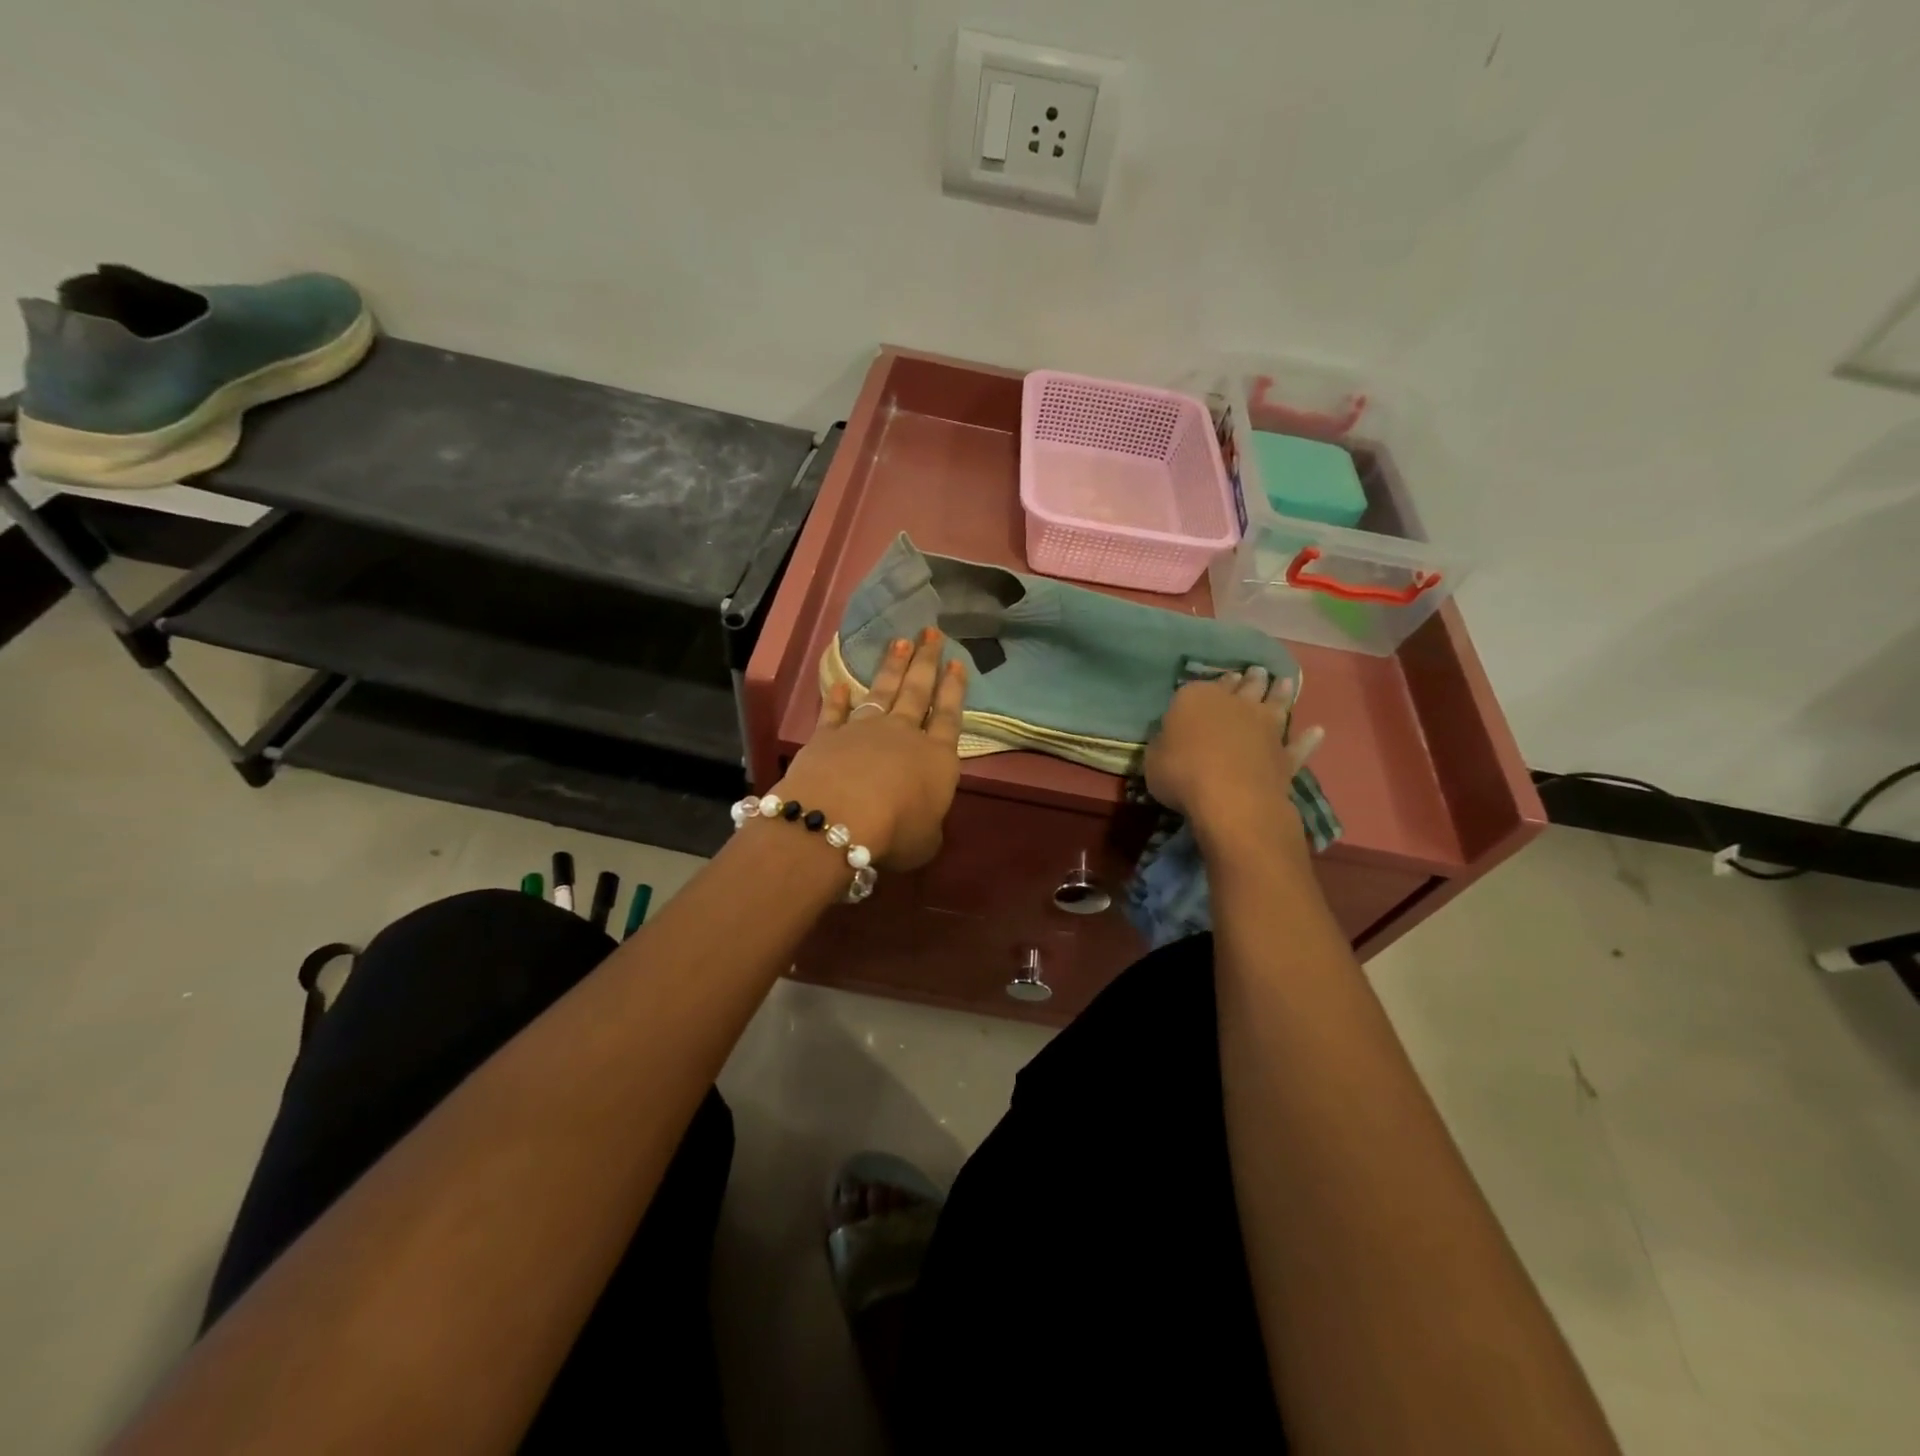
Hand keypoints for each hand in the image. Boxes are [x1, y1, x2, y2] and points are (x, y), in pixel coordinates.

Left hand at [775, 628, 966, 870]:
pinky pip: (835, 712)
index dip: (954, 689)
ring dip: (892, 667)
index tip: (958, 662)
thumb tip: (922, 822)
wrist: (840, 816)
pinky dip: (836, 698)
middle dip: (926, 661)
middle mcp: (903, 734)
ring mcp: (864, 730)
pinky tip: (839, 683)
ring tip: (899, 642)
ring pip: (882, 691)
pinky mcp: (828, 736)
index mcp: (937, 758)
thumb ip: (928, 825)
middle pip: (917, 691)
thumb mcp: (927, 841)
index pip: (949, 716)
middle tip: (931, 632)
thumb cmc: (897, 831)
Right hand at [1144, 668, 1322, 864]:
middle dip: (1249, 678)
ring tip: (1284, 683)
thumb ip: (1164, 742)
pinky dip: (1308, 738)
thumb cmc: (1181, 773)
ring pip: (1275, 704)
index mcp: (1196, 699)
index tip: (1216, 681)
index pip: (1200, 685)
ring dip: (1280, 693)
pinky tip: (1317, 731)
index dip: (1208, 684)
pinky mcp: (1285, 754)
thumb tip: (1170, 736)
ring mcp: (1265, 728)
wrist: (1231, 798)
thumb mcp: (1153, 758)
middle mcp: (1234, 704)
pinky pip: (1299, 744)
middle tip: (1255, 672)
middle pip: (1244, 686)